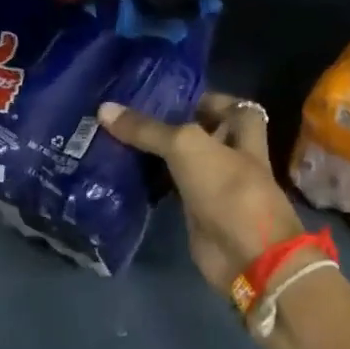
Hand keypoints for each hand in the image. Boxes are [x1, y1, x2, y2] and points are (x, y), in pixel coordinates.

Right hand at [98, 92, 304, 292]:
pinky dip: (150, 183)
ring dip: (154, 154)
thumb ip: (147, 129)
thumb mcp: (186, 147)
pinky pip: (170, 189)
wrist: (245, 255)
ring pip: (181, 162)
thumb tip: (104, 109)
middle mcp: (230, 156)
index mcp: (243, 133)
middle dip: (170, 125)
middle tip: (127, 115)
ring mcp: (213, 186)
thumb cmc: (228, 189)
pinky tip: (120, 172)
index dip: (202, 97)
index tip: (163, 93)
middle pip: (200, 133)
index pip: (229, 105)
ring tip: (114, 137)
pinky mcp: (195, 212)